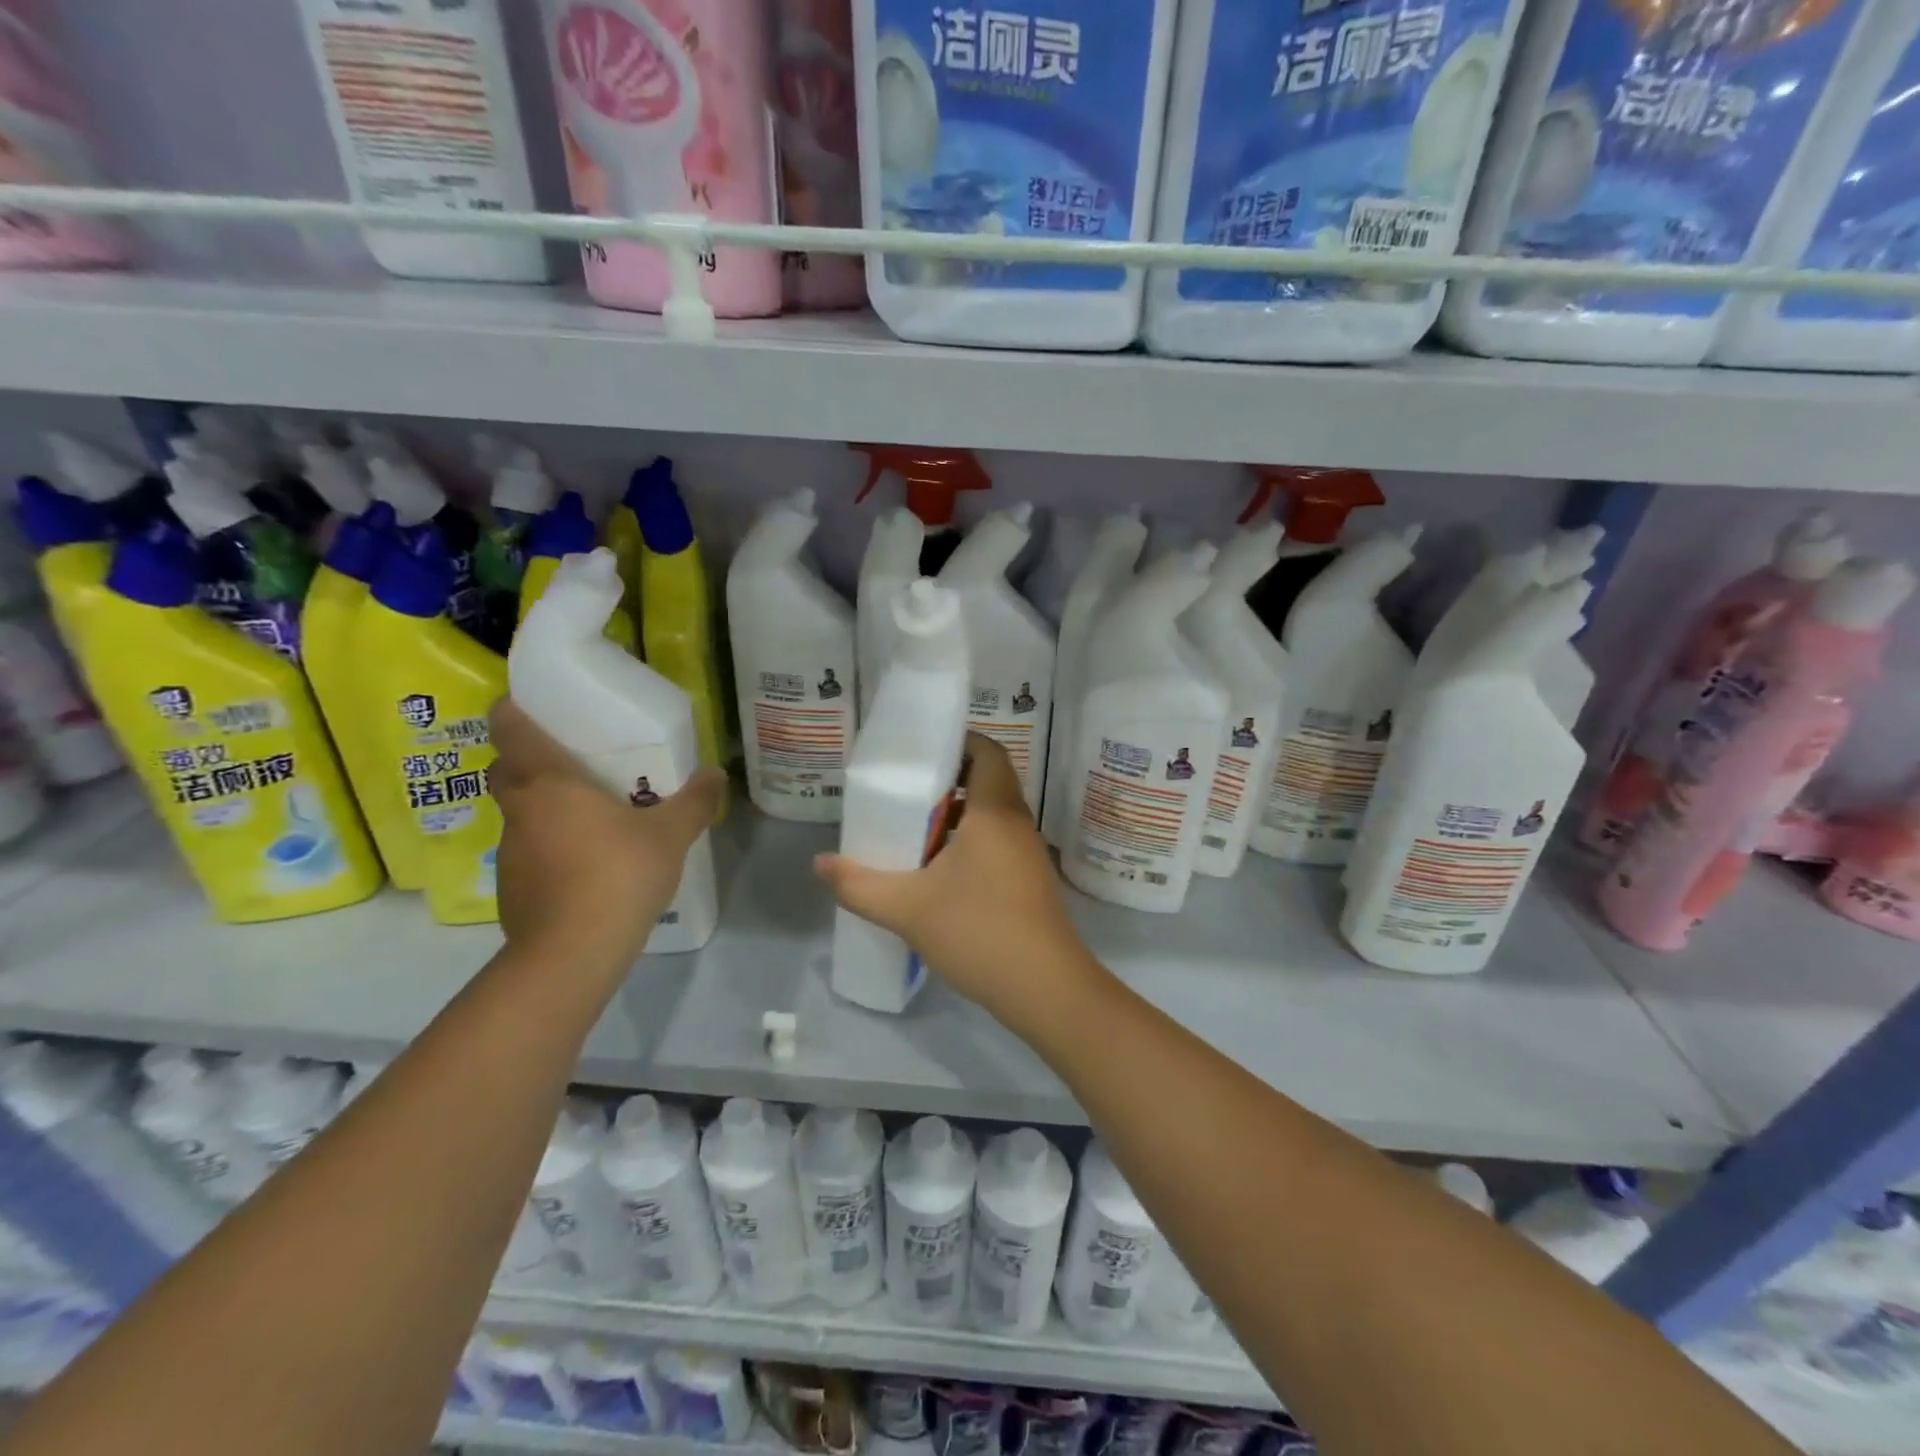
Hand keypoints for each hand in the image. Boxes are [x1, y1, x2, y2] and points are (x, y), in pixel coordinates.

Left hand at [489, 699, 724, 969]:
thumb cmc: (619, 873)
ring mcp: (510, 853)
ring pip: (519, 816)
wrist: (574, 952)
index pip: (511, 731)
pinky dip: (548, 851)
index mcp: (550, 784)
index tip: (523, 704)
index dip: (512, 711)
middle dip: (525, 761)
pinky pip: (529, 855)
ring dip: (542, 810)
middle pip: (506, 772)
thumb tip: (717, 774)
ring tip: (588, 820)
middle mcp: (520, 811)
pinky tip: (585, 868)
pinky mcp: (512, 891)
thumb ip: (695, 801)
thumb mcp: (671, 834)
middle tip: (567, 764)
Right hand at [813, 734, 1105, 1030]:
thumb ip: (859, 885)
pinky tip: (939, 874)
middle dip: (947, 781)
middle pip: (987, 781)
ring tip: (914, 831)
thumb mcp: (908, 908)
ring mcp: (1028, 854)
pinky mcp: (1030, 882)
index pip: (987, 752)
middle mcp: (1017, 824)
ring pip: (992, 816)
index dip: (958, 742)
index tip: (920, 751)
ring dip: (956, 817)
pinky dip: (970, 844)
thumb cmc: (979, 932)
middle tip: (905, 792)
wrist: (1046, 990)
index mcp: (995, 812)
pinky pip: (998, 844)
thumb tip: (820, 864)